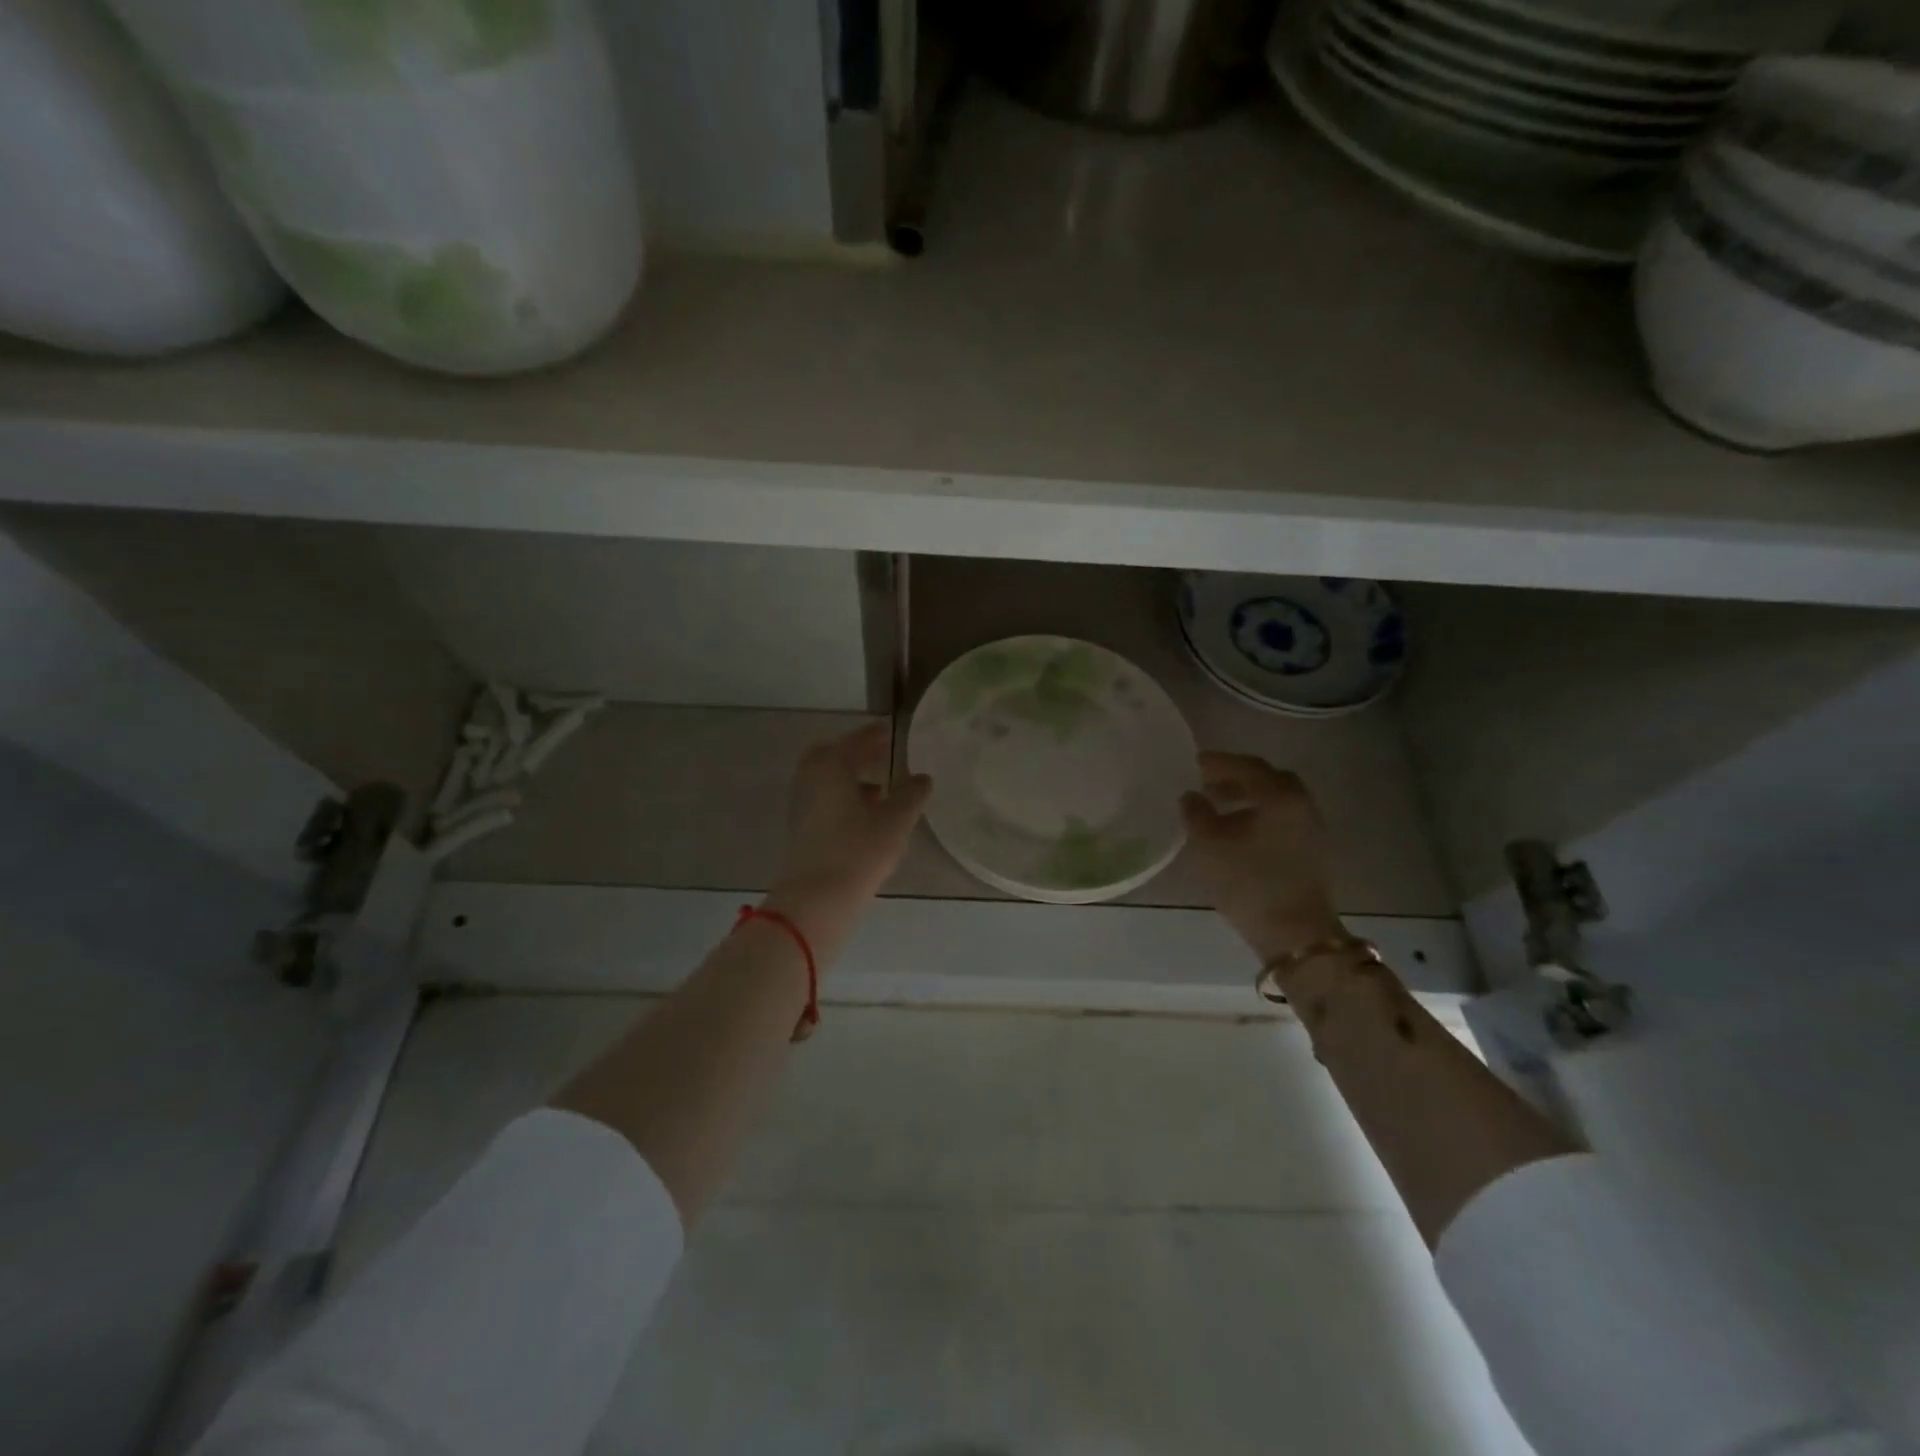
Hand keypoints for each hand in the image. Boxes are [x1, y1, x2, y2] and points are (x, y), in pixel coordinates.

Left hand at [765, 723, 930, 945]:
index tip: (892, 731)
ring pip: (828, 780)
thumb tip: (922, 778)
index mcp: (831, 765)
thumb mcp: (895, 820)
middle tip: (884, 756)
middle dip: (859, 754)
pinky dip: (843, 797)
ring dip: (852, 778)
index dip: (876, 735)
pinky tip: (865, 815)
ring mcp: (801, 803)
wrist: (816, 898)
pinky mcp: (800, 827)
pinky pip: (824, 799)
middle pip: (834, 756)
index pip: (857, 740)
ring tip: (882, 788)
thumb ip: (911, 794)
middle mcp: (810, 777)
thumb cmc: (858, 850)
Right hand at [1180, 751, 1344, 962]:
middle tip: (1207, 785)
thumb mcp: (1211, 846)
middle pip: (1268, 780)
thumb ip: (1197, 814)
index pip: (1248, 767)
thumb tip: (1191, 797)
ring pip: (1277, 801)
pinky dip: (1260, 816)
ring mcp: (1312, 829)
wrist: (1296, 934)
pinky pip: (1283, 820)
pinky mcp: (1314, 851)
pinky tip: (1239, 834)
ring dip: (1248, 799)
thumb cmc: (1250, 883)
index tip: (1194, 763)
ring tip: (1218, 811)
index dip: (1219, 762)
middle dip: (1236, 779)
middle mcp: (1302, 805)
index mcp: (1280, 796)